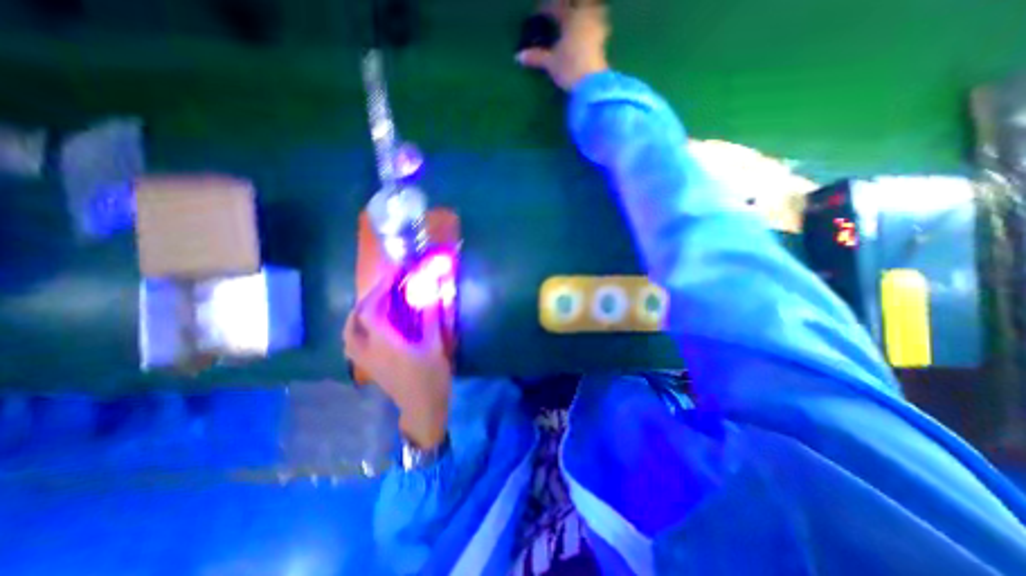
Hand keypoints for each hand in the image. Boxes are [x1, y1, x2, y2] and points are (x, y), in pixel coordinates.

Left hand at [343, 278, 449, 449]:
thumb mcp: (434, 346)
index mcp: (385, 344)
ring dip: (358, 315)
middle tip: (381, 291)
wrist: (423, 408)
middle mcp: (368, 351)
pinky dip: (359, 329)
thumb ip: (429, 319)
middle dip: (365, 301)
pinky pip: (353, 343)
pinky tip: (373, 327)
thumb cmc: (431, 377)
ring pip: (349, 334)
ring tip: (374, 306)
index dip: (378, 291)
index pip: (371, 311)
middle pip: (354, 321)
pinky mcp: (368, 368)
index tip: (391, 277)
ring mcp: (365, 361)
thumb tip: (429, 295)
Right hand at [513, 0, 606, 90]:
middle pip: (578, 3)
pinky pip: (598, 21)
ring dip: (584, 8)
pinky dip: (592, 20)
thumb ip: (536, 57)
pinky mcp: (602, 39)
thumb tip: (518, 56)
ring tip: (576, 15)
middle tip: (559, 11)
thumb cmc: (569, 69)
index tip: (537, 14)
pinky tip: (588, 28)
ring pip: (592, 8)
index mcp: (571, 17)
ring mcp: (596, 26)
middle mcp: (585, 16)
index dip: (545, 9)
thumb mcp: (551, 63)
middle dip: (567, 6)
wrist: (591, 83)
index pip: (556, 7)